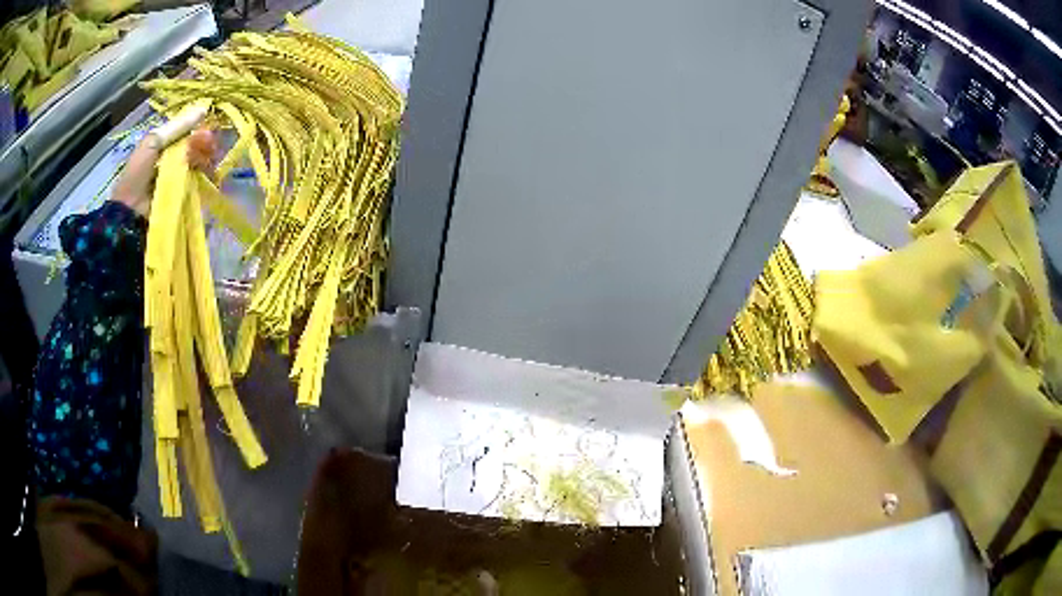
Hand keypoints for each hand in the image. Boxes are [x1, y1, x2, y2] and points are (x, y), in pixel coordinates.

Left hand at [110, 126, 216, 217]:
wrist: (131, 209)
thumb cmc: (138, 173)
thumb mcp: (154, 141)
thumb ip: (177, 127)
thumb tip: (203, 110)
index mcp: (165, 142)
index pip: (187, 130)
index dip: (199, 128)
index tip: (209, 129)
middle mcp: (173, 156)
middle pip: (195, 144)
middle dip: (205, 143)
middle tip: (212, 145)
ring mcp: (179, 174)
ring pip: (199, 160)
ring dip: (206, 158)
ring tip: (211, 160)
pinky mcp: (184, 192)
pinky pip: (198, 180)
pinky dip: (206, 175)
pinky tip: (211, 173)